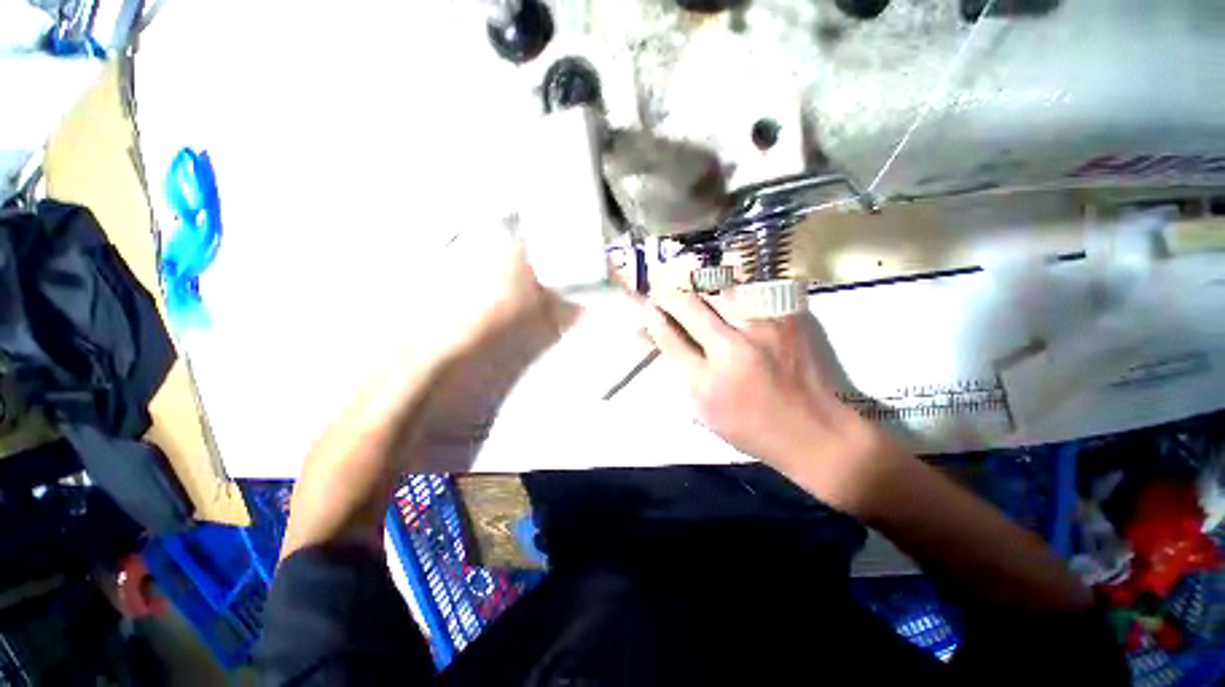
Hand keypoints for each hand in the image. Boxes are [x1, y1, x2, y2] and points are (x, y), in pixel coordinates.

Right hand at [643, 290, 902, 514]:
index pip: (669, 338)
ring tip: (692, 285)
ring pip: (719, 292)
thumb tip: (663, 340)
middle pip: (690, 307)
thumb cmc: (751, 429)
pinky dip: (733, 291)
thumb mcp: (704, 413)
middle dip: (671, 294)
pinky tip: (727, 292)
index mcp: (705, 382)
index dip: (654, 319)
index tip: (649, 307)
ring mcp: (761, 331)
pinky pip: (751, 294)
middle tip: (664, 288)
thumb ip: (682, 373)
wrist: (812, 432)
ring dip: (701, 288)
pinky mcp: (785, 321)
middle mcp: (730, 351)